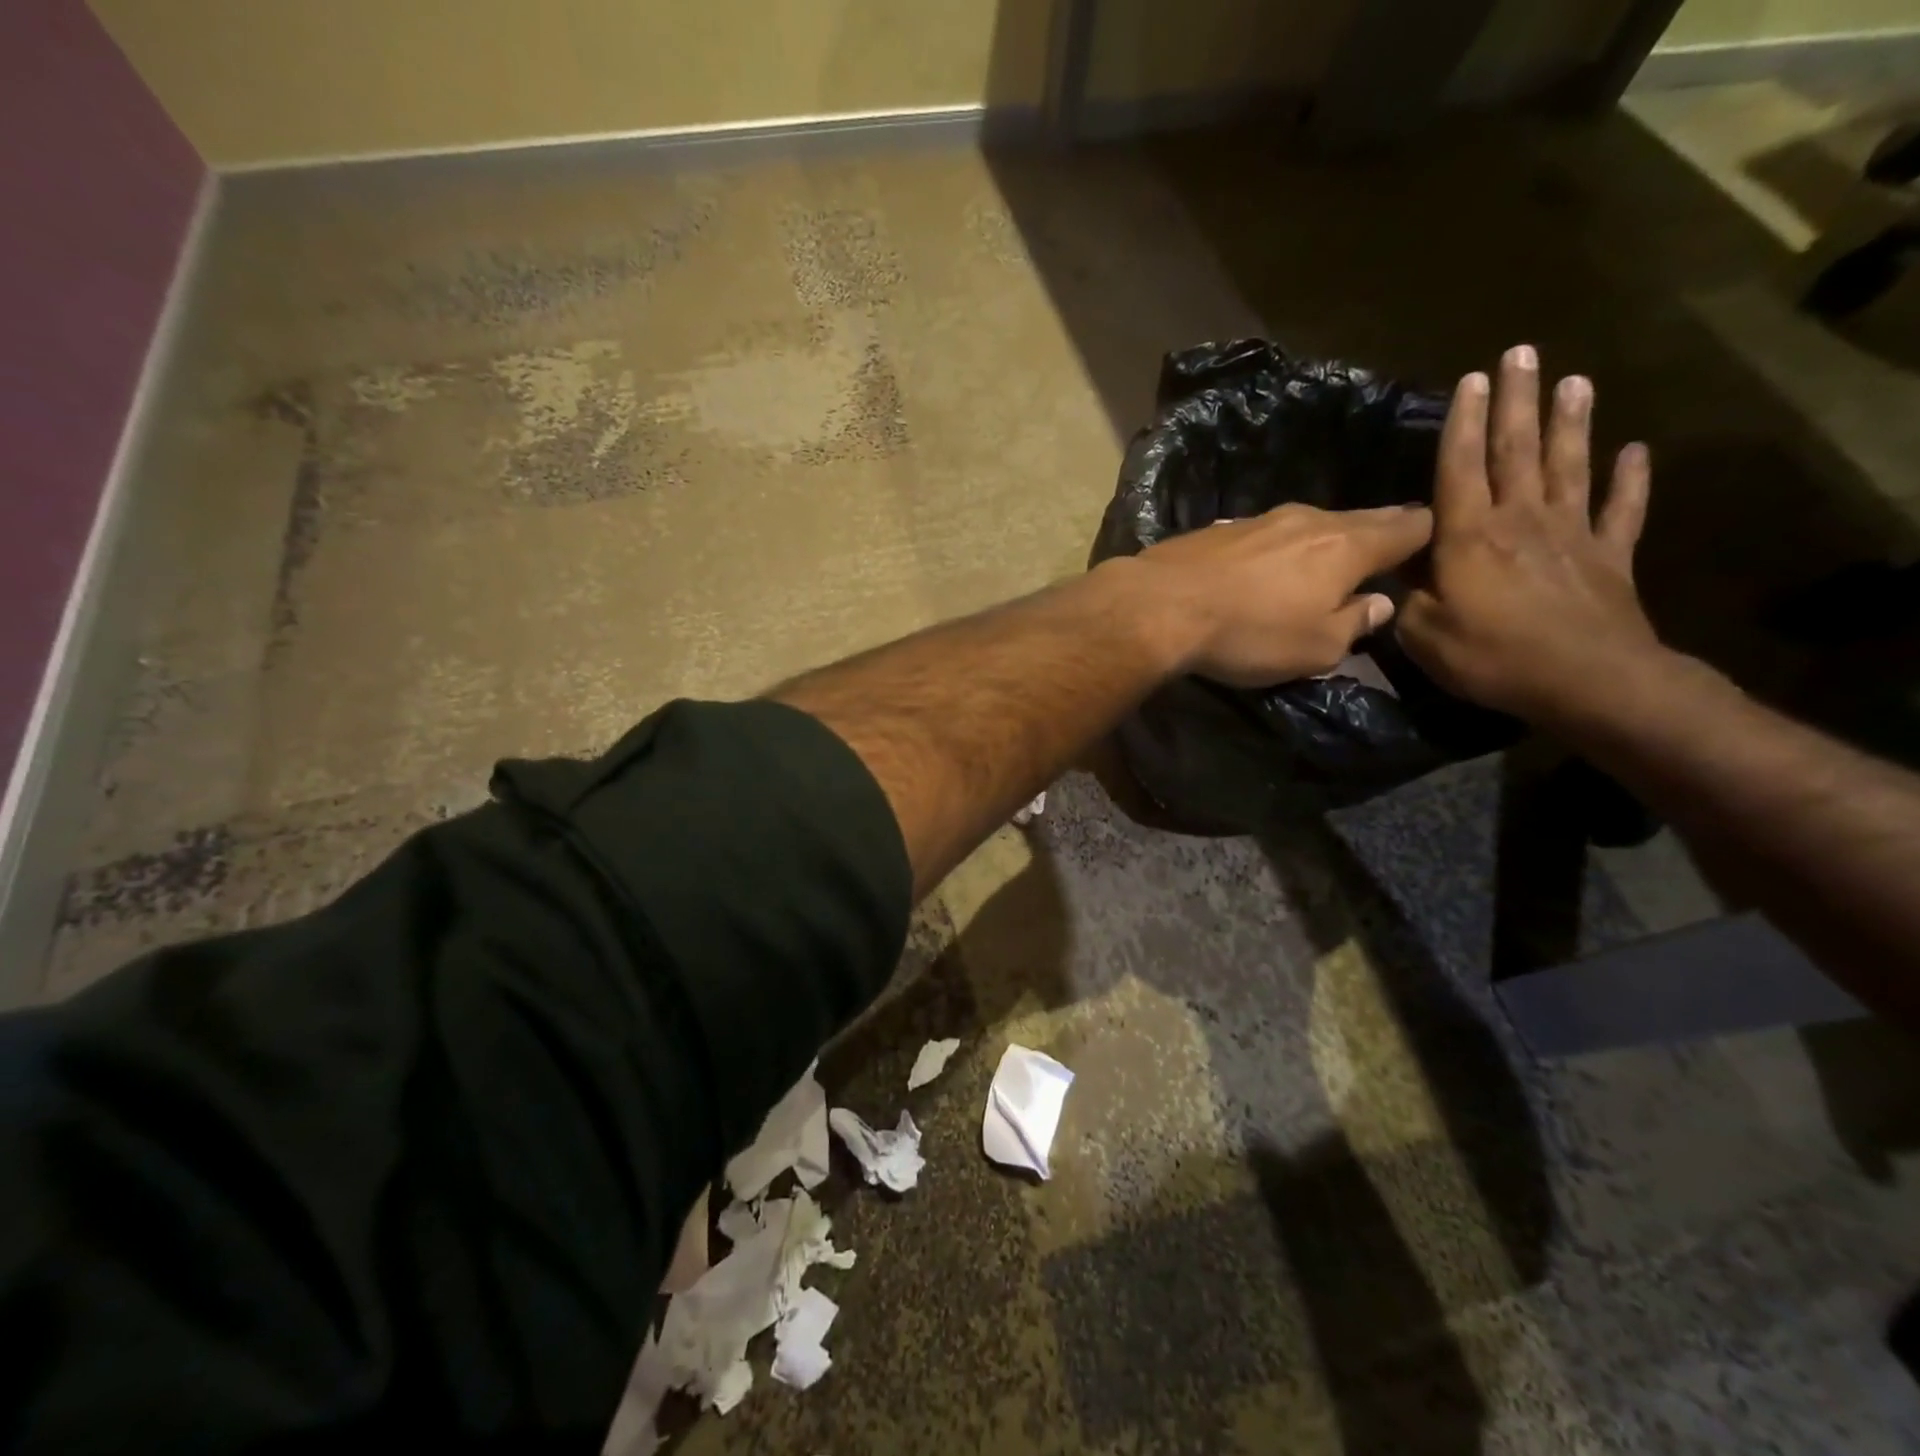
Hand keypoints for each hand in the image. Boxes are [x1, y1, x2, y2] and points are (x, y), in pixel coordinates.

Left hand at [1131, 501, 1433, 685]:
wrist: (1160, 606)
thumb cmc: (1249, 633)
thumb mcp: (1315, 648)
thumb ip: (1354, 624)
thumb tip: (1379, 604)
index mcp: (1347, 545)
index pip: (1408, 527)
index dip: (1426, 537)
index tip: (1430, 551)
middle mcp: (1309, 519)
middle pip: (1360, 520)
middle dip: (1378, 534)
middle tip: (1387, 551)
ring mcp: (1261, 519)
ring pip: (1310, 525)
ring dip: (1323, 543)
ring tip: (1325, 562)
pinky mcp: (1220, 529)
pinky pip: (1266, 536)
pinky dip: (1278, 549)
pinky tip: (1267, 566)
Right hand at [1397, 345, 1661, 725]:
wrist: (1586, 681)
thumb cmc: (1492, 657)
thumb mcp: (1423, 635)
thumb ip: (1404, 599)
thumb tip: (1392, 575)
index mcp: (1469, 537)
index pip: (1460, 468)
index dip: (1463, 423)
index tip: (1469, 380)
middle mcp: (1520, 520)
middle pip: (1517, 450)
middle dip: (1517, 401)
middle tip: (1521, 353)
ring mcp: (1571, 534)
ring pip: (1570, 466)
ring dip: (1572, 422)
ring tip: (1575, 380)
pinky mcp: (1610, 556)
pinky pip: (1622, 509)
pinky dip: (1631, 479)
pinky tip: (1637, 451)